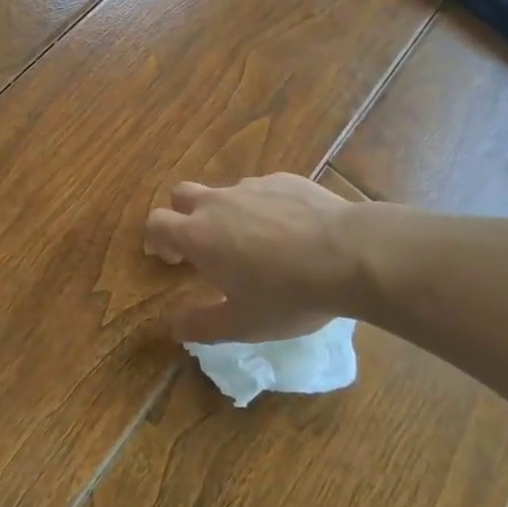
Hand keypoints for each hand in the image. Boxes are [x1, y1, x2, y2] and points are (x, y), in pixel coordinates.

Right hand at [145, 173, 364, 342]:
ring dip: (227, 212)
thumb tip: (171, 326)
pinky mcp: (284, 180)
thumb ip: (200, 325)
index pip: (157, 223)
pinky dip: (264, 207)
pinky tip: (291, 230)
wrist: (350, 254)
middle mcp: (217, 202)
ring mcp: (252, 186)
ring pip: (225, 192)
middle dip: (183, 215)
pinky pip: (262, 190)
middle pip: (182, 195)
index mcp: (198, 235)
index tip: (170, 258)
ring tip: (256, 243)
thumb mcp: (242, 324)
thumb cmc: (288, 294)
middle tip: (203, 245)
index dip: (157, 238)